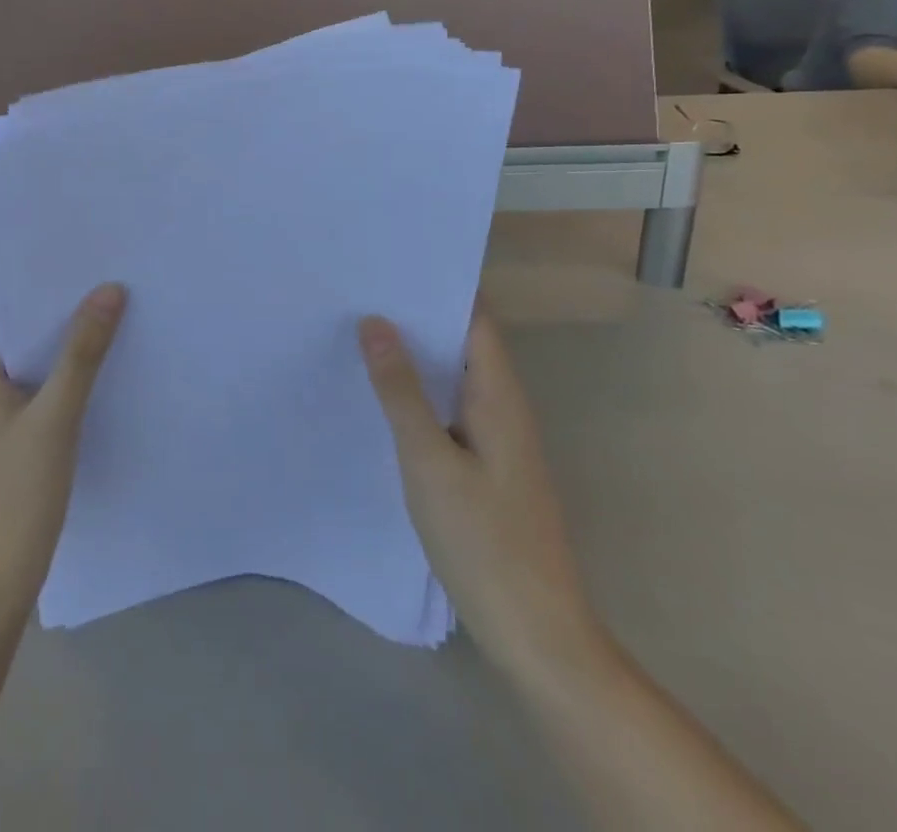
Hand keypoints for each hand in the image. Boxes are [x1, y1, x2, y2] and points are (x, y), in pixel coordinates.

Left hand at [0, 284, 128, 613]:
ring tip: (106, 319)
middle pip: (10, 334)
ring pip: (22, 367)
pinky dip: (54, 381)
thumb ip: (82, 353)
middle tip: (101, 285)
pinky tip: (93, 377)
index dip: (29, 284)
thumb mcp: (56, 417)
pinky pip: (27, 395)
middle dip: (52, 313)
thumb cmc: (14, 494)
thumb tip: (109, 290)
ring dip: (56, 348)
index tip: (73, 263)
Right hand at [361, 310, 600, 680]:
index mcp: (500, 396)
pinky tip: (384, 394)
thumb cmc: (484, 542)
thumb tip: (375, 321)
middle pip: (464, 340)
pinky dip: (420, 389)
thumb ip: (401, 390)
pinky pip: (450, 407)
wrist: (537, 635)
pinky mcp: (486, 466)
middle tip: (360, 289)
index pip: (474, 317)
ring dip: (417, 352)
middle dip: (418, 314)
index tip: (390, 260)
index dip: (438, 284)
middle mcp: (504, 407)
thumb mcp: (429, 461)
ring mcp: (497, 439)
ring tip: (361, 328)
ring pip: (455, 375)